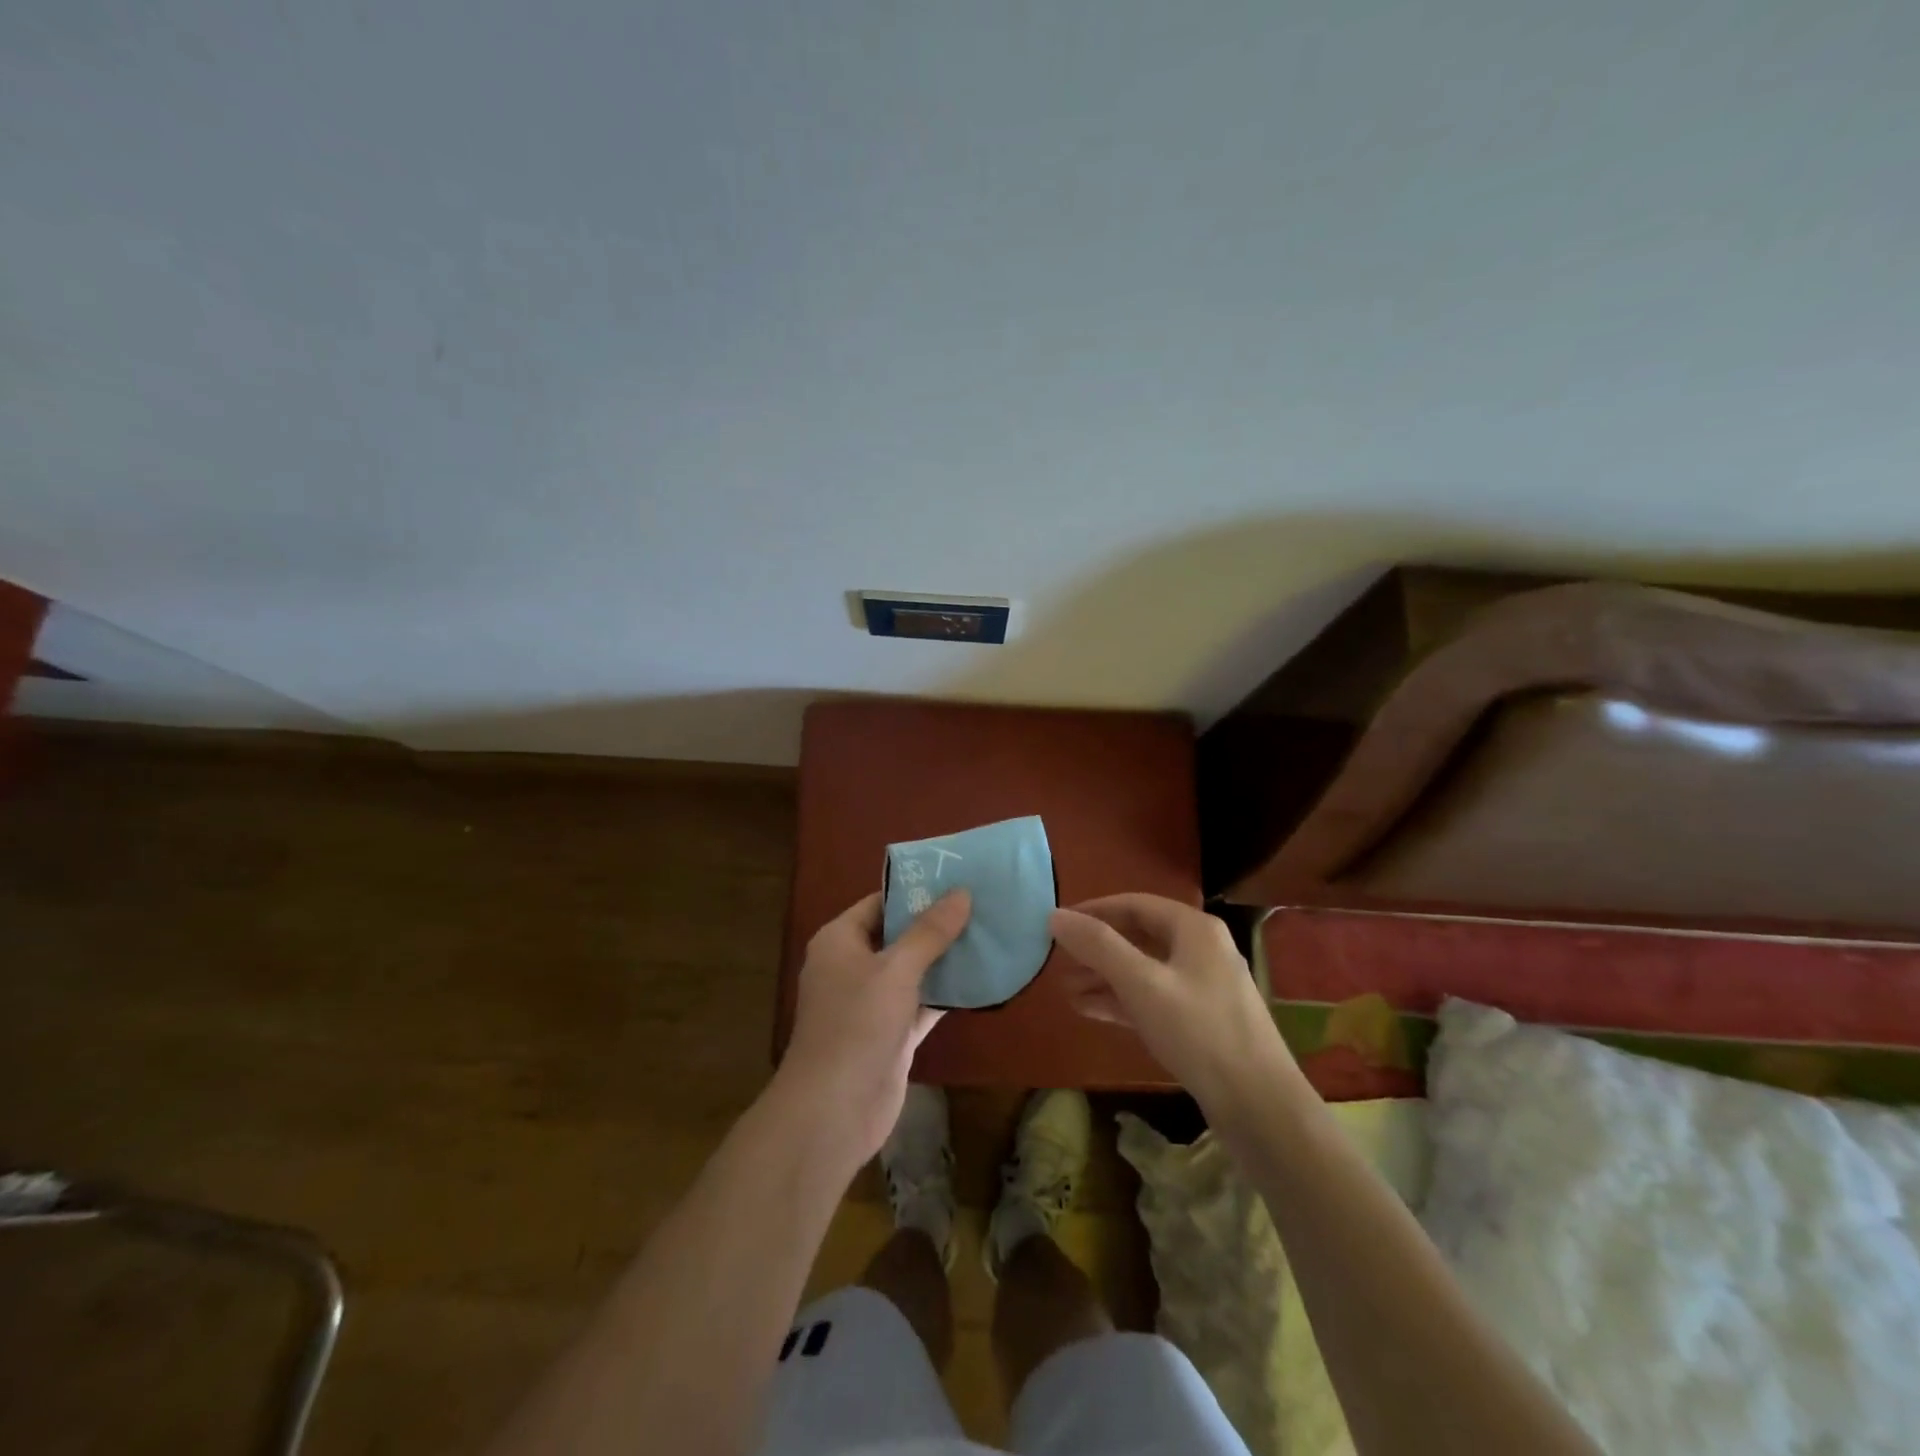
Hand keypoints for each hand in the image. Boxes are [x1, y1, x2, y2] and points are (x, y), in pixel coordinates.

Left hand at [776, 889, 970, 1170]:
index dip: (915, 891)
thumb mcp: (896, 970)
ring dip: (945, 959)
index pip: (880, 903)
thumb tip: (961, 892)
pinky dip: (946, 994)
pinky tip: (982, 980)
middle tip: (982, 905)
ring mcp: (871, 1003)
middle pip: (898, 935)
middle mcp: (852, 967)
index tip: (957, 880)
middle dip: (937, 924)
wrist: (833, 1112)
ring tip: (989, 934)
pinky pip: (921, 1004)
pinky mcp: (890, 1035)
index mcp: (839, 941)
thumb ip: (929, 932)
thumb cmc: (857, 1025)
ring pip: (913, 971)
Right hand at [1049, 893, 1295, 1115]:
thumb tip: (1055, 916)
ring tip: (1066, 989)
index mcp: (1194, 929)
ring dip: (1105, 977)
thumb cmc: (1199, 1032)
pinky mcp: (1200, 1021)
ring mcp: (1203, 986)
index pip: (1134, 904)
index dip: (1094, 911)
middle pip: (1139, 936)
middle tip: (1058, 960)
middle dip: (1097, 948)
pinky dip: (1122, 1000)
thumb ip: (1098, 946)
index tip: (1059, 924)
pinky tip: (1090, 1010)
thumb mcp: (1142, 984)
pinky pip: (1153, 998)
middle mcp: (1202, 949)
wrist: (1260, 1106)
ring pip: (1144, 970)